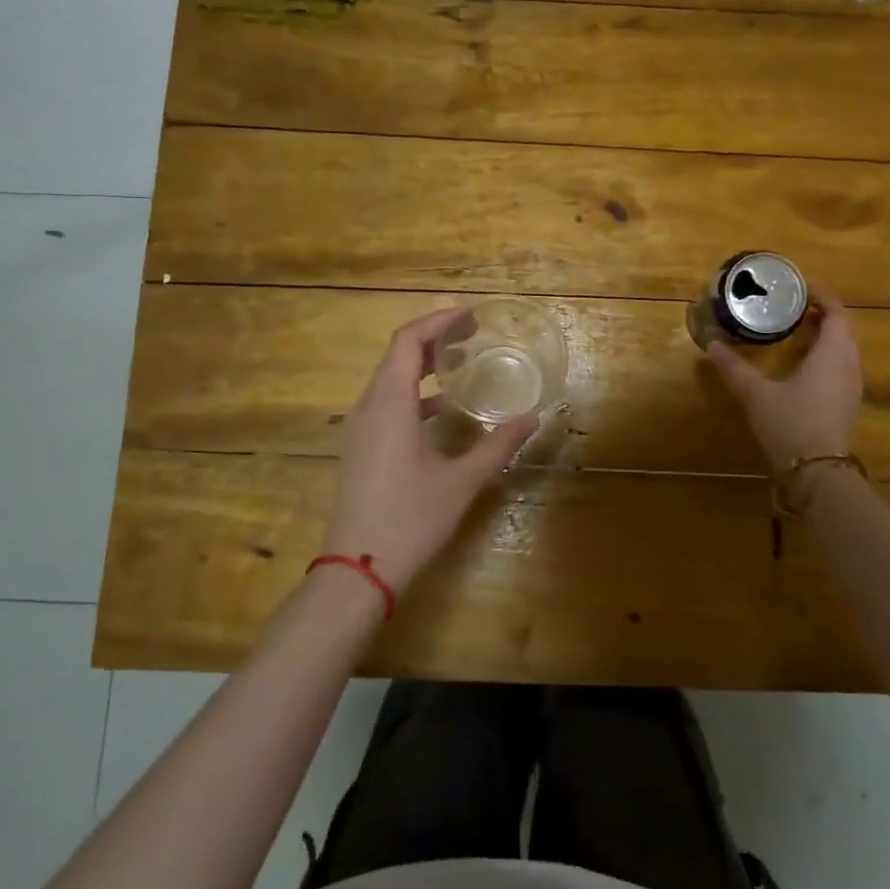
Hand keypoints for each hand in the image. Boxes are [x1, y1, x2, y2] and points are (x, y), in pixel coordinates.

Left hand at [324, 309, 539, 594]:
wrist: (357, 570)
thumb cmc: (411, 520)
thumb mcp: (462, 481)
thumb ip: (497, 445)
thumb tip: (532, 418)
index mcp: (390, 404)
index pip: (408, 341)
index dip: (439, 322)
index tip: (472, 317)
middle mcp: (368, 407)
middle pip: (397, 355)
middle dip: (435, 339)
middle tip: (473, 335)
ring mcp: (359, 429)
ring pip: (389, 379)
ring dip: (423, 365)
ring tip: (462, 364)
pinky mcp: (359, 448)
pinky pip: (385, 402)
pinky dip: (414, 393)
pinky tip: (441, 409)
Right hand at [707, 287, 862, 473]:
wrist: (817, 473)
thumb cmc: (790, 424)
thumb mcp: (756, 394)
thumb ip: (734, 368)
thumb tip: (712, 344)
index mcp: (832, 353)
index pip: (837, 312)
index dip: (822, 296)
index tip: (800, 287)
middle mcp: (849, 365)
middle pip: (843, 329)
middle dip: (822, 313)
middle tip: (793, 306)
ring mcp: (852, 386)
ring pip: (844, 349)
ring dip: (826, 335)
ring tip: (797, 330)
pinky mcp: (847, 403)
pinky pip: (842, 366)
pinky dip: (826, 354)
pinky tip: (803, 364)